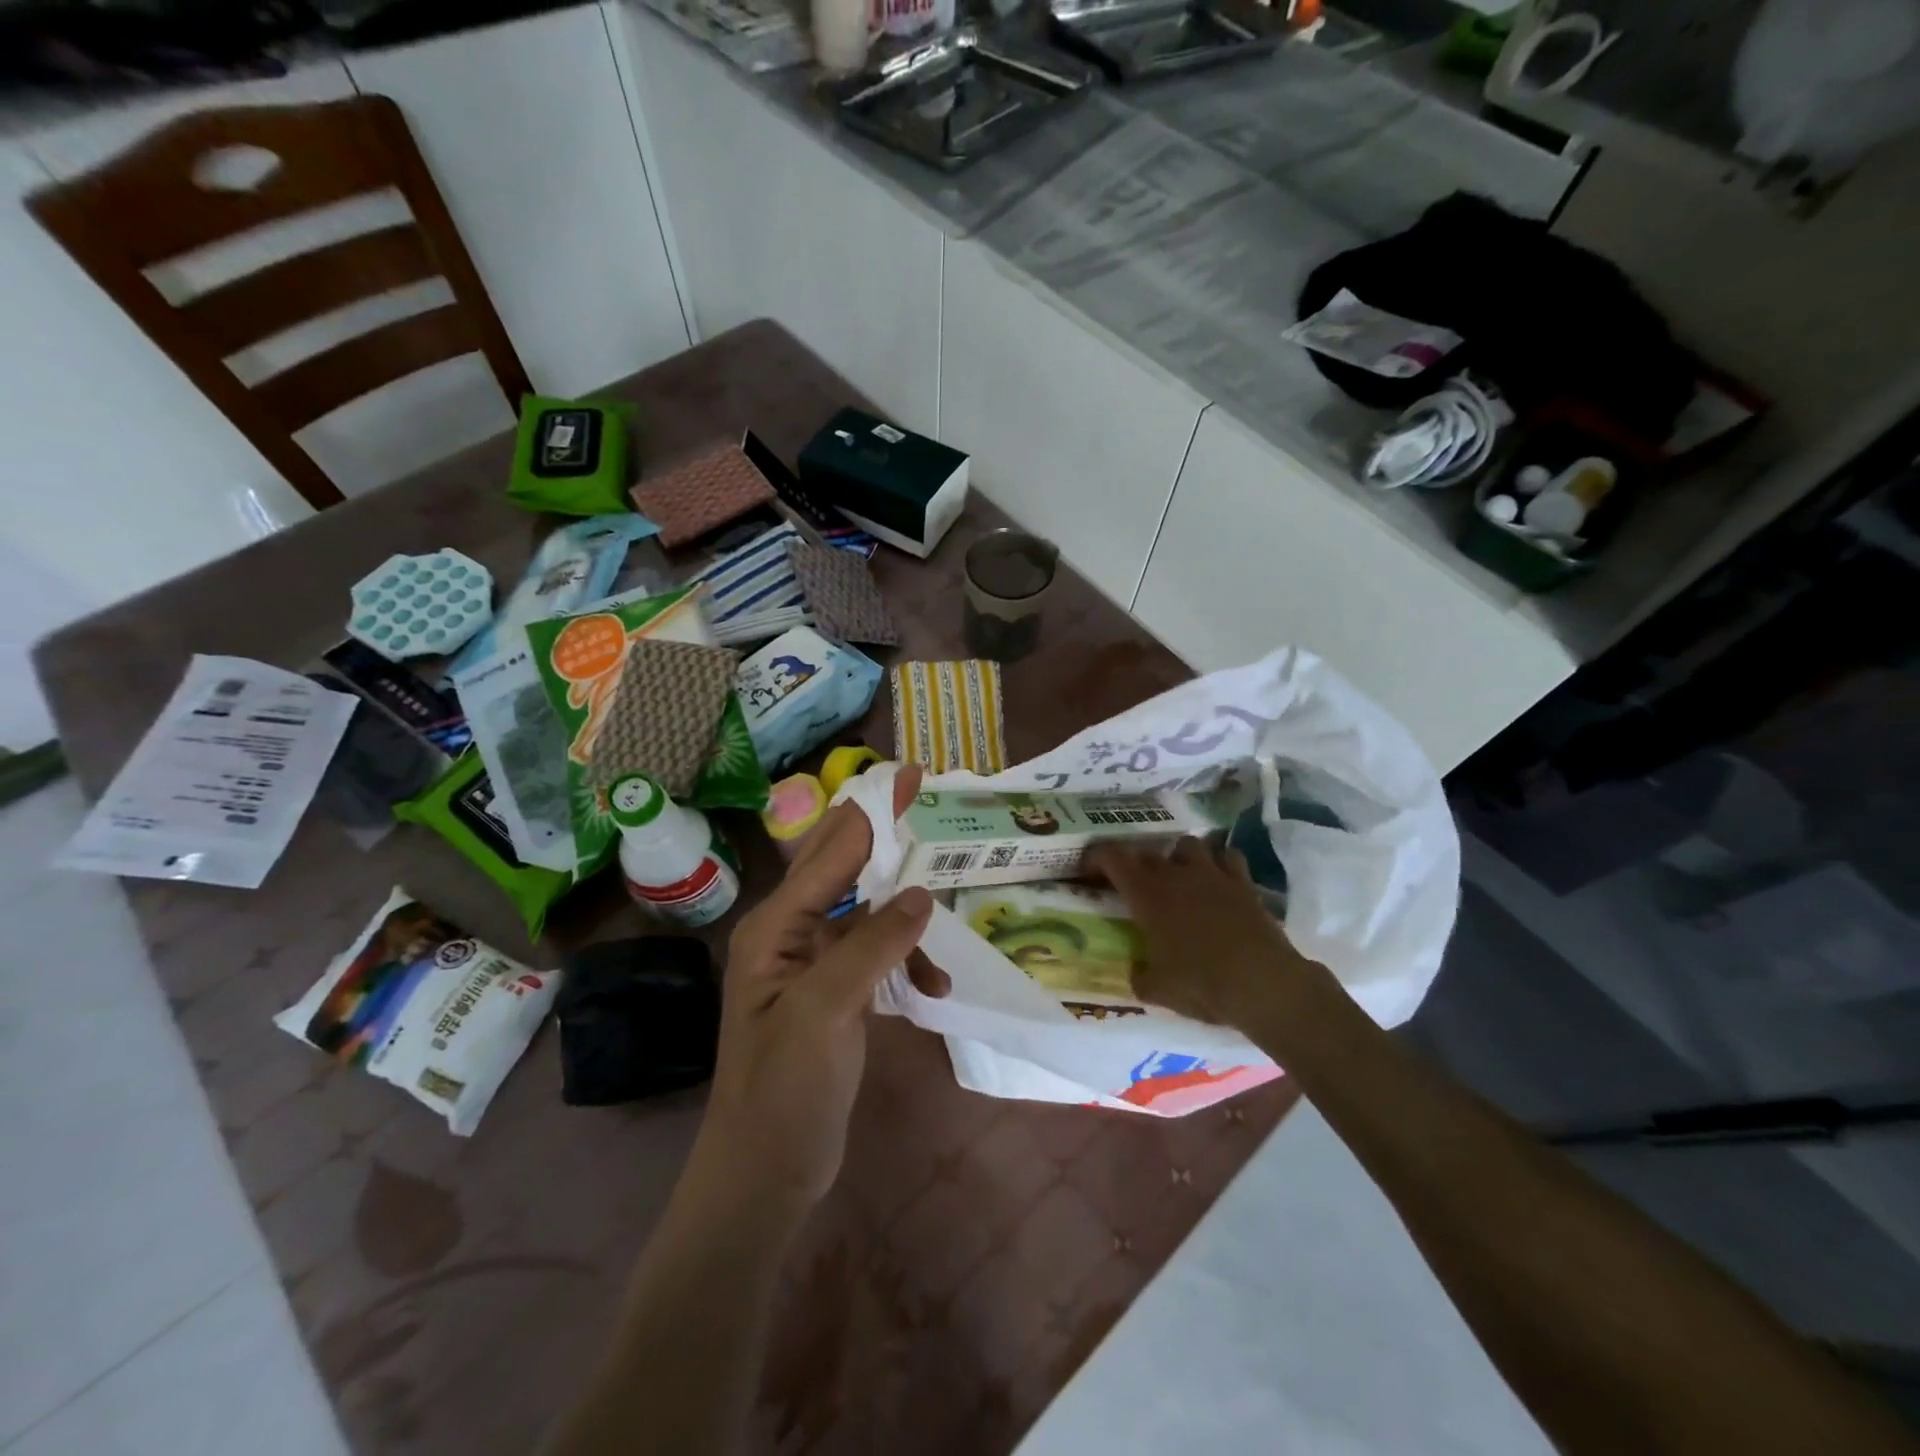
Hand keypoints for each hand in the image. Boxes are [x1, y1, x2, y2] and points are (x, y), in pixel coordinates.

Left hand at [701, 766, 947, 1205]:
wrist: (764, 1174)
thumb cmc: (784, 1091)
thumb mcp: (825, 1011)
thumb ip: (872, 946)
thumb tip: (920, 893)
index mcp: (775, 926)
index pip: (831, 852)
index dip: (872, 810)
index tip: (911, 775)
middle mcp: (790, 934)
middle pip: (843, 868)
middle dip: (885, 837)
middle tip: (926, 802)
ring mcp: (812, 965)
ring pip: (866, 913)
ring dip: (905, 919)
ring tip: (939, 932)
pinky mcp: (834, 993)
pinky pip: (876, 955)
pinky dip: (905, 961)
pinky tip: (931, 986)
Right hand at [1088, 837, 1325, 1033]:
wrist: (1264, 984)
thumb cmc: (1202, 984)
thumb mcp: (1158, 990)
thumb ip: (1140, 977)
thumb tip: (1137, 973)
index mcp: (1147, 895)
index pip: (1113, 858)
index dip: (1097, 857)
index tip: (1089, 869)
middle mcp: (1176, 875)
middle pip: (1148, 852)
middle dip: (1136, 864)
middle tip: (1134, 885)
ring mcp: (1213, 874)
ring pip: (1188, 844)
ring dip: (1178, 857)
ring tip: (1179, 877)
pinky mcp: (1244, 882)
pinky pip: (1228, 856)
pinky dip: (1219, 863)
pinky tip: (1218, 880)